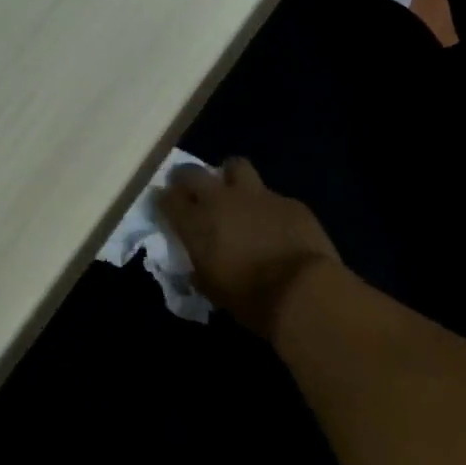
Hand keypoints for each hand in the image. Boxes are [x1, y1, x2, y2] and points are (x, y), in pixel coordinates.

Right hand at [155, 157, 341, 336]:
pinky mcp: (288, 201)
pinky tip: (275, 223)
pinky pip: (271, 195)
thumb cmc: (249, 298)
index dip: (163, 201)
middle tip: (191, 190)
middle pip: (193, 172)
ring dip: (229, 177)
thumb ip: (200, 270)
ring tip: (234, 192)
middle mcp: (221, 200)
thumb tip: (198, 267)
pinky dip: (266, 206)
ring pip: (236, 166)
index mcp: (196, 223)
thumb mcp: (212, 289)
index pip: (167, 199)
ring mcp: (257, 195)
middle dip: (186, 178)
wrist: (302, 290)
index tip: (165, 206)